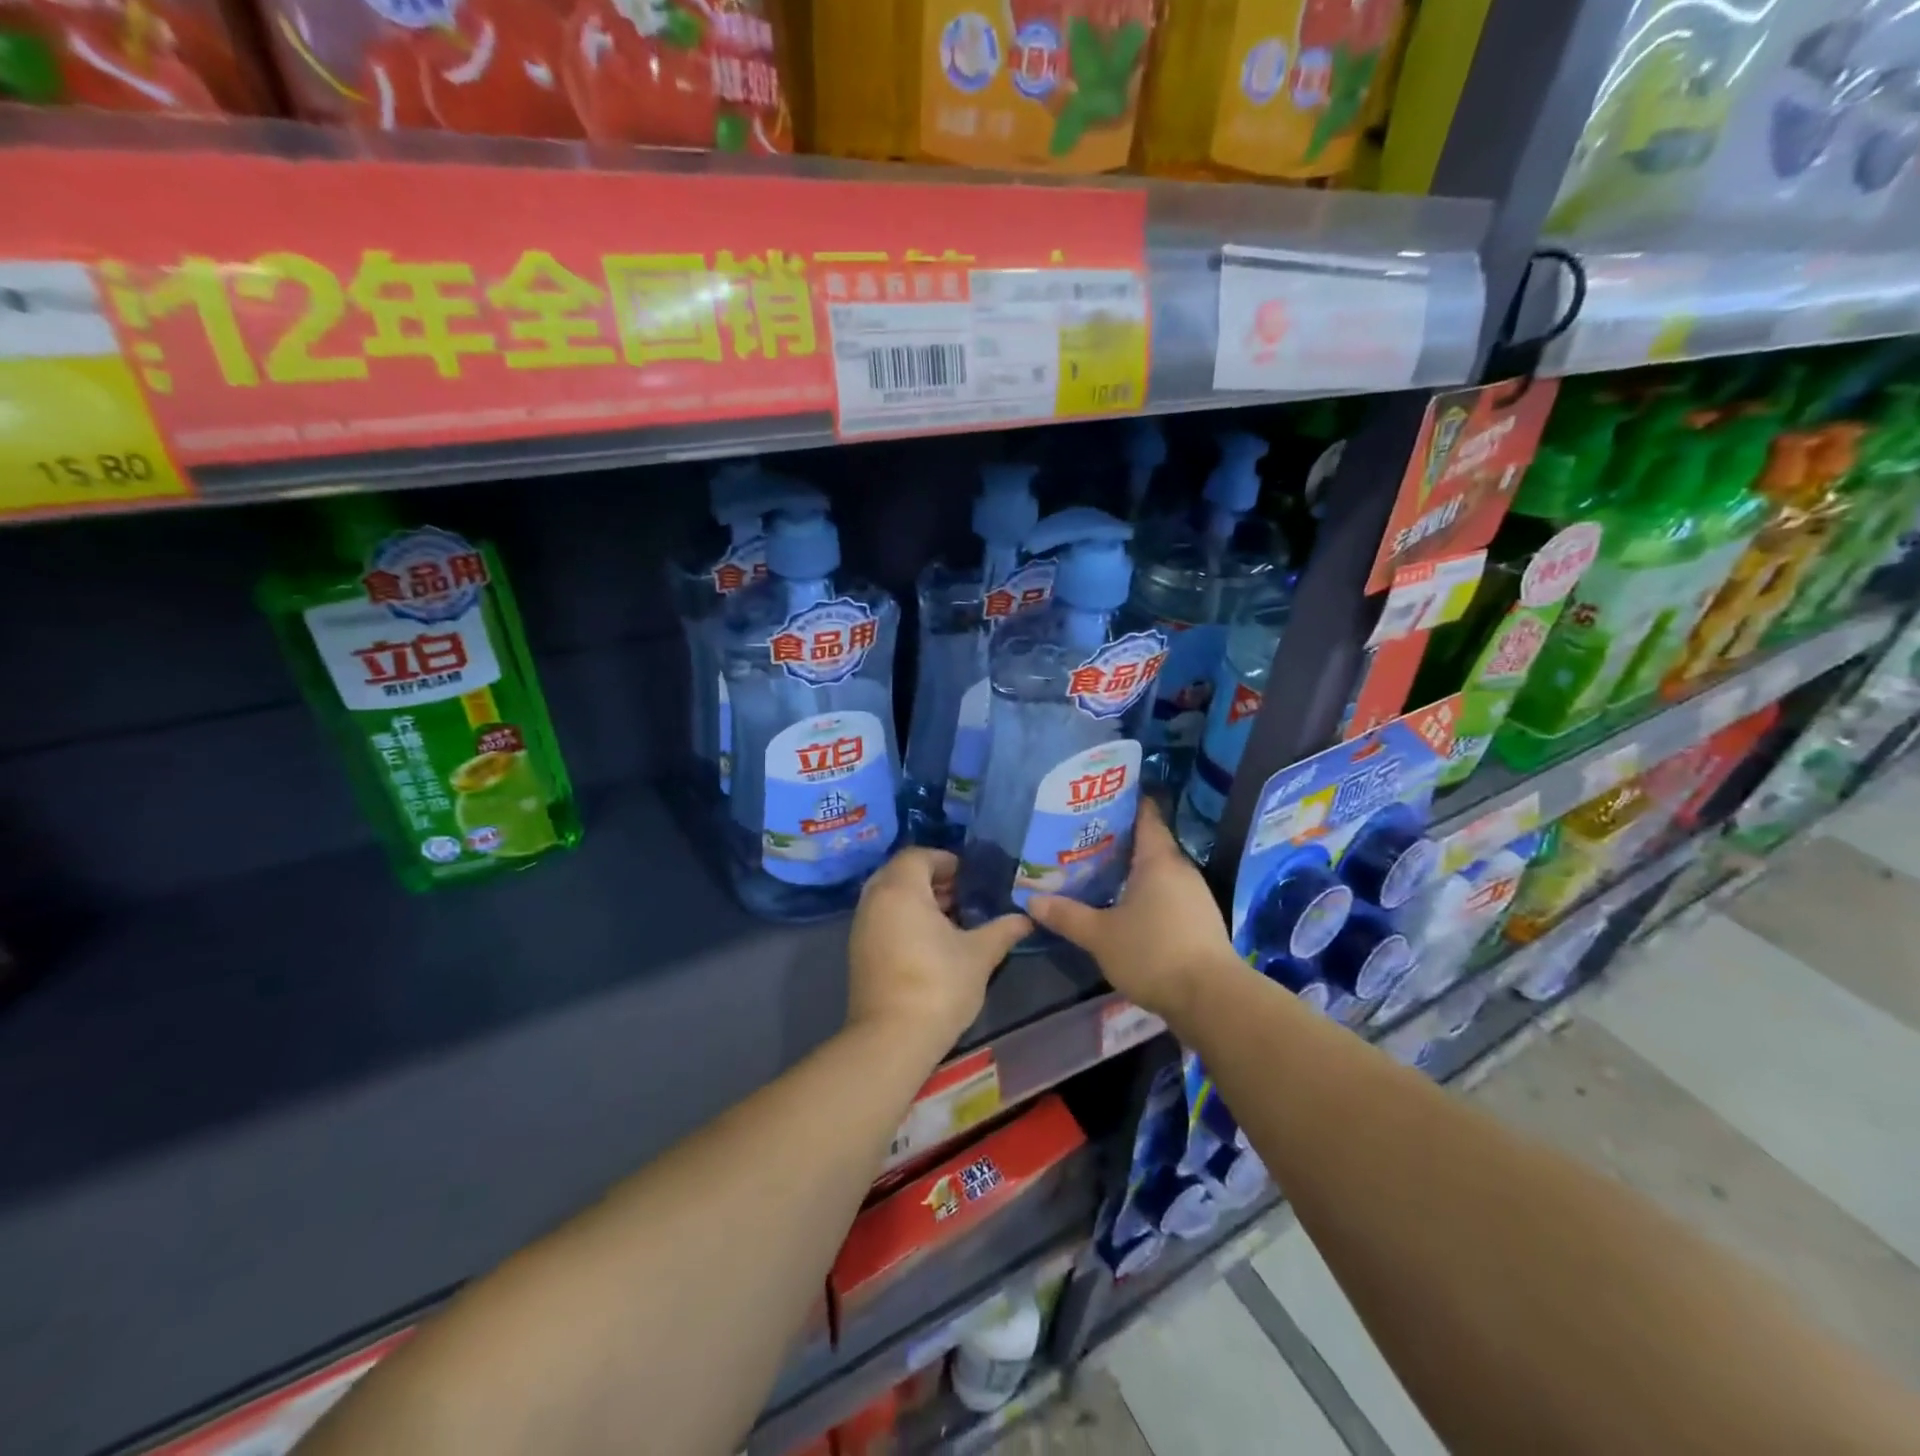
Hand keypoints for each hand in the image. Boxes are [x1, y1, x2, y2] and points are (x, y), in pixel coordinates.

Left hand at [847, 849, 1030, 1055]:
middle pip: (902, 873)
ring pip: (890, 896)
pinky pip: (882, 918)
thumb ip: (1003, 930)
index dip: (947, 861)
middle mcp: (875, 899)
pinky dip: (904, 918)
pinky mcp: (858, 951)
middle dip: (933, 880)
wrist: (891, 1039)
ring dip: (919, 900)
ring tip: (952, 921)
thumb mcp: (979, 955)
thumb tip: (1027, 918)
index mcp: (901, 889)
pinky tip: (931, 943)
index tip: (971, 878)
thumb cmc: (938, 985)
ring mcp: (862, 926)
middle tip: (963, 897)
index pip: (919, 855)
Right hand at [1027, 800, 1244, 1026]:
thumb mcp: (1100, 935)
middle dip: (1118, 840)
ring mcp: (1194, 896)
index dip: (1125, 802)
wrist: (1210, 999)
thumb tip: (1032, 901)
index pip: (1146, 814)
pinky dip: (1145, 894)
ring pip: (1158, 871)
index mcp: (1158, 859)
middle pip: (1149, 843)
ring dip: (1131, 871)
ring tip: (1097, 873)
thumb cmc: (1152, 952)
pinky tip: (1123, 907)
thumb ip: (1067, 916)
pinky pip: (1167, 895)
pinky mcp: (1199, 921)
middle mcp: (1180, 869)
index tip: (1098, 798)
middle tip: (1082, 839)